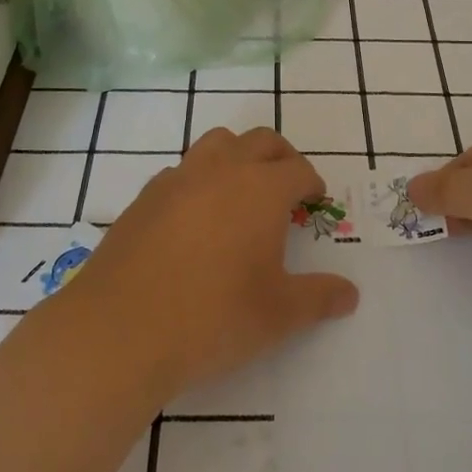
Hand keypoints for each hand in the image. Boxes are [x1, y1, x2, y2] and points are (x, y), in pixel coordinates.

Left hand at [60, 126, 359, 397]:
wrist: (121, 330)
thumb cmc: (213, 318)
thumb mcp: (278, 315)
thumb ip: (319, 298)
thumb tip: (350, 294)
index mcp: (261, 189)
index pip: (298, 169)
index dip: (312, 183)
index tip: (314, 201)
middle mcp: (221, 171)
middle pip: (260, 141)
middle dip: (281, 157)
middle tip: (287, 187)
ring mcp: (177, 179)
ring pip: (216, 143)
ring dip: (237, 156)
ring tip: (240, 192)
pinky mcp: (144, 198)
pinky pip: (181, 171)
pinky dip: (198, 180)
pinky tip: (195, 220)